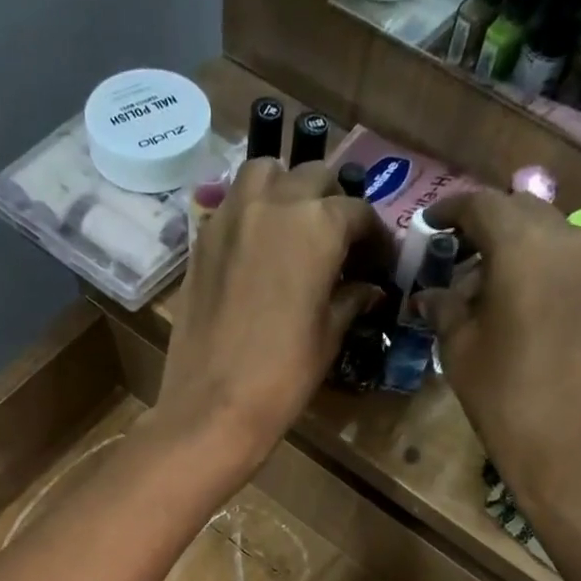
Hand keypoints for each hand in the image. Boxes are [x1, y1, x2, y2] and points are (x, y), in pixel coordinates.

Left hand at [154, 158, 389, 478]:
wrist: (212, 406)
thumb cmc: (282, 377)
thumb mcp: (327, 337)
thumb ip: (349, 300)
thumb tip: (368, 289)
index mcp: (318, 225)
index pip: (358, 213)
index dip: (375, 237)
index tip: (379, 261)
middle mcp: (274, 204)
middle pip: (312, 179)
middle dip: (332, 203)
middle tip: (338, 242)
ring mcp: (231, 217)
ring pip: (265, 174)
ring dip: (285, 189)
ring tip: (293, 226)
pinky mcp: (200, 240)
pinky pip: (231, 205)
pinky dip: (250, 211)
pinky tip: (257, 246)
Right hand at [419, 189, 580, 537]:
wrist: (575, 452)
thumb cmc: (505, 400)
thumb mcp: (460, 352)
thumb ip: (445, 310)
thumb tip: (430, 294)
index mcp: (525, 248)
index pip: (483, 205)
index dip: (450, 210)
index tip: (428, 224)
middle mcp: (568, 242)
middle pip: (521, 213)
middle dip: (484, 226)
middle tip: (453, 254)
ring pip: (547, 237)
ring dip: (512, 250)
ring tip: (480, 287)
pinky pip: (566, 266)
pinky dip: (536, 272)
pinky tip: (515, 309)